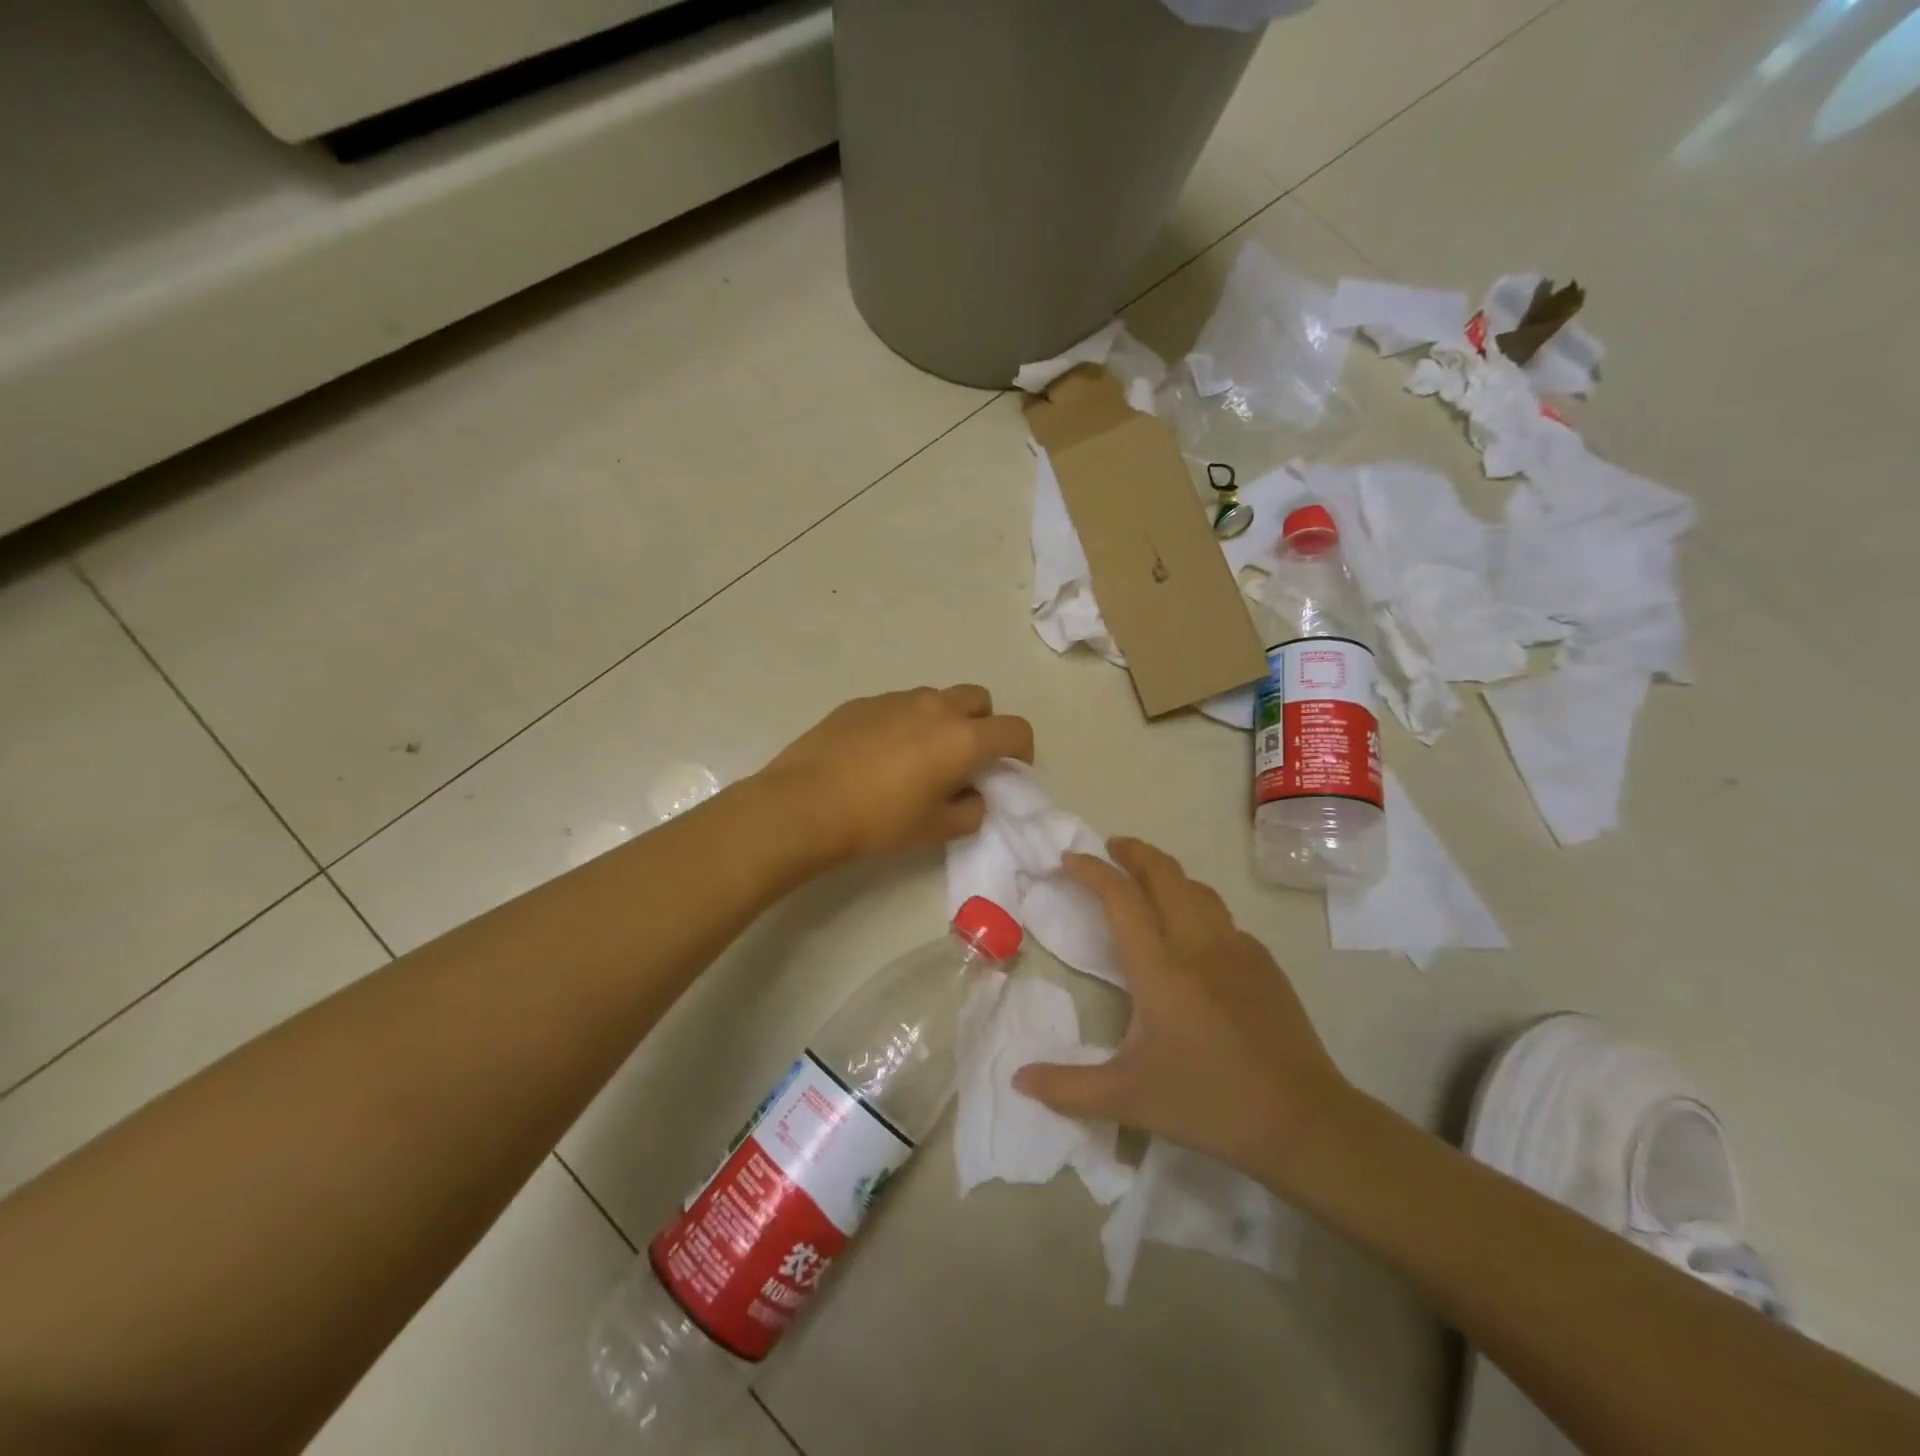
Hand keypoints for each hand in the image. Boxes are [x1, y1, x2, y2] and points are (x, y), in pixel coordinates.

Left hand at [756, 686, 1033, 865]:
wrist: (804, 806)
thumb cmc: (878, 822)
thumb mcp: (935, 829)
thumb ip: (971, 810)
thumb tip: (974, 795)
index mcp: (962, 738)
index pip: (1015, 729)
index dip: (1022, 751)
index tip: (1009, 771)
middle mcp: (935, 707)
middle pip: (980, 699)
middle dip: (984, 725)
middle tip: (967, 759)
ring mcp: (896, 699)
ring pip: (937, 699)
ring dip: (944, 721)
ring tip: (920, 757)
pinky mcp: (863, 702)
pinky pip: (900, 705)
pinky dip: (906, 723)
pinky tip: (881, 755)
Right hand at [1013, 838, 1354, 1192]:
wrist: (1303, 1120)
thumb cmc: (1208, 1102)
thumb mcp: (1129, 1099)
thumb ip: (1069, 1089)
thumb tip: (1019, 1080)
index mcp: (1160, 966)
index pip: (1120, 897)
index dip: (1091, 871)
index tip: (1068, 859)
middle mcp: (1198, 944)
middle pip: (1164, 873)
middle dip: (1133, 851)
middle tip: (1110, 847)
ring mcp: (1238, 950)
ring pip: (1199, 889)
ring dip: (1168, 874)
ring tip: (1148, 881)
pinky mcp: (1266, 965)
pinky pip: (1225, 919)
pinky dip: (1199, 907)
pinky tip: (1196, 934)